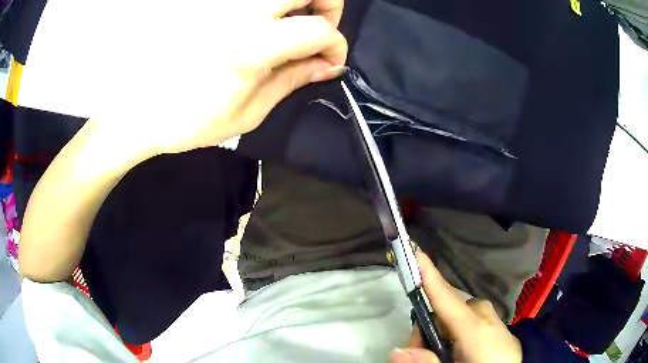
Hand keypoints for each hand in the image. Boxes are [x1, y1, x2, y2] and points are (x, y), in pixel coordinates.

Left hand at [97, 0, 346, 155]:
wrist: (141, 110)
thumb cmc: (191, 120)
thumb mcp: (250, 111)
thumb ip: (293, 79)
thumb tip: (328, 65)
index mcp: (251, 45)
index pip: (318, 29)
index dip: (335, 45)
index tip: (331, 61)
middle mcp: (240, 12)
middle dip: (327, 4)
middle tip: (319, 27)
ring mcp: (222, 4)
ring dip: (298, 2)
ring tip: (291, 24)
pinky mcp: (208, 3)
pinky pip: (253, 0)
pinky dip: (270, 7)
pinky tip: (262, 23)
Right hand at [391, 252, 521, 362]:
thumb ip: (427, 362)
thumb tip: (397, 350)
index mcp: (477, 330)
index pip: (448, 299)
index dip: (430, 276)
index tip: (415, 250)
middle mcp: (491, 322)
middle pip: (455, 308)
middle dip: (432, 323)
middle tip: (420, 351)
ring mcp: (502, 328)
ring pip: (469, 314)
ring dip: (449, 328)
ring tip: (443, 355)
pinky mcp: (507, 336)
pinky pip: (482, 323)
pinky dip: (465, 332)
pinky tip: (464, 354)